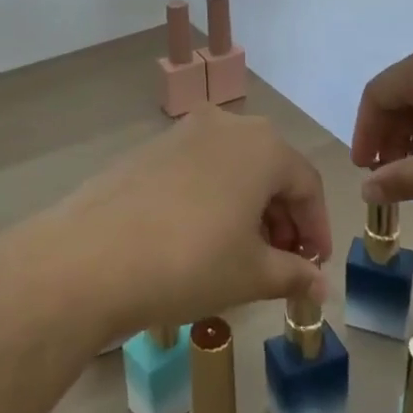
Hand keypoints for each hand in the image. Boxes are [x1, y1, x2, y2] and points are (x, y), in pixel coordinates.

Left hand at [33, 104, 330, 342]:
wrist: (92, 256)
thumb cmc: (190, 261)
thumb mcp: (251, 274)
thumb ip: (294, 274)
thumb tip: (319, 287)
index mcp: (261, 145)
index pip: (307, 184)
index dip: (317, 229)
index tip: (313, 268)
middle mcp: (225, 125)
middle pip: (271, 169)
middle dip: (283, 218)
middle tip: (281, 263)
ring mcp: (183, 132)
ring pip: (233, 167)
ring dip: (248, 207)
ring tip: (242, 255)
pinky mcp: (150, 148)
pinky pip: (199, 168)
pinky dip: (214, 198)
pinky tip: (201, 238)